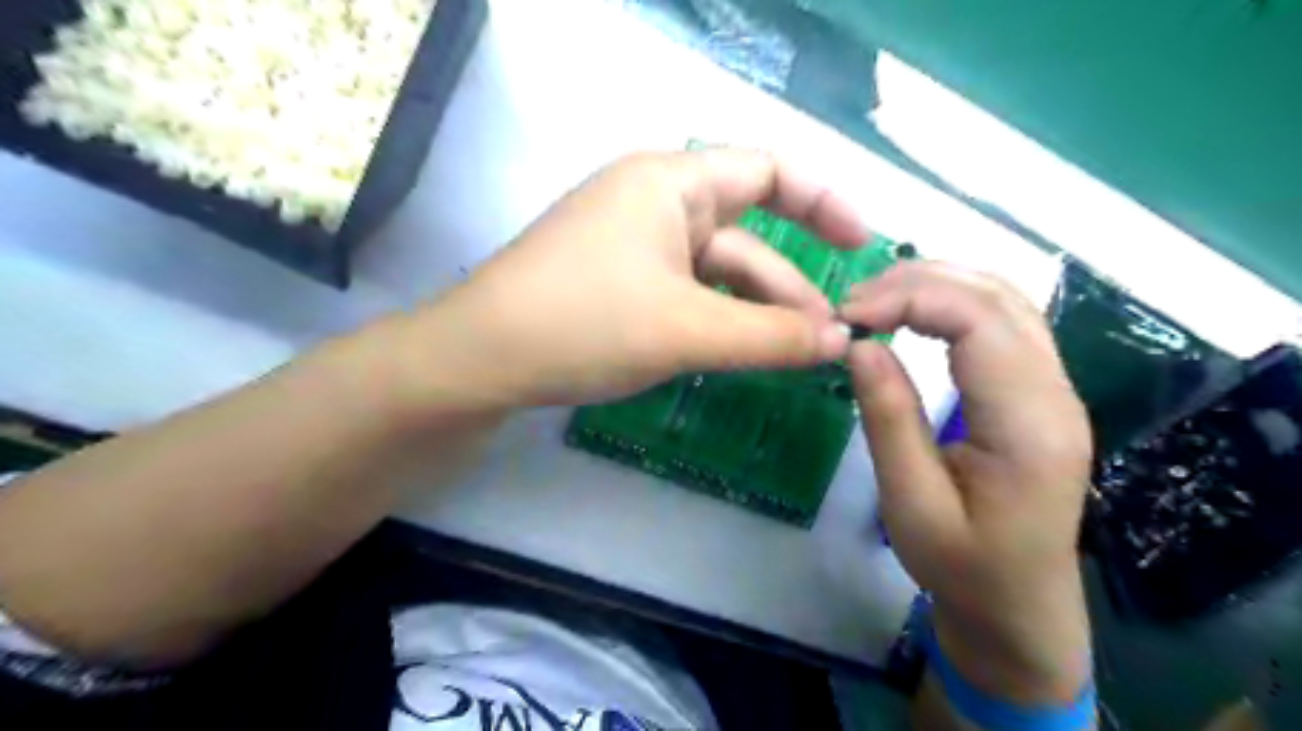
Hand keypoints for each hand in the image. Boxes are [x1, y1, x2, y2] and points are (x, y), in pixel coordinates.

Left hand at [390, 148, 867, 410]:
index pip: (767, 170)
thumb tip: (840, 344)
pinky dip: (719, 320)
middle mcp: (654, 202)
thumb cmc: (585, 324)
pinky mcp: (619, 282)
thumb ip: (770, 337)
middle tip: (827, 339)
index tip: (862, 244)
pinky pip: (687, 292)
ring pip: (715, 272)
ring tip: (792, 355)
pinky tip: (739, 352)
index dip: (822, 201)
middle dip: (789, 284)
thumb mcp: (687, 330)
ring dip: (755, 310)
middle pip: (745, 233)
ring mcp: (634, 244)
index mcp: (670, 183)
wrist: (480, 361)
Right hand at [840, 263, 1090, 702]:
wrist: (1019, 605)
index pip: (978, 321)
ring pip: (1004, 298)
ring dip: (936, 284)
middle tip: (852, 305)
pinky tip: (915, 312)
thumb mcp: (911, 503)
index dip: (910, 298)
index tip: (848, 316)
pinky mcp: (1040, 391)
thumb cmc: (962, 566)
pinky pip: (1003, 321)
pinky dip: (954, 301)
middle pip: (996, 296)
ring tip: (875, 301)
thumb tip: (859, 344)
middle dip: (918, 282)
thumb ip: (889, 418)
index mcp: (1029, 424)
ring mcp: (1054, 388)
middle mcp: (1055, 393)